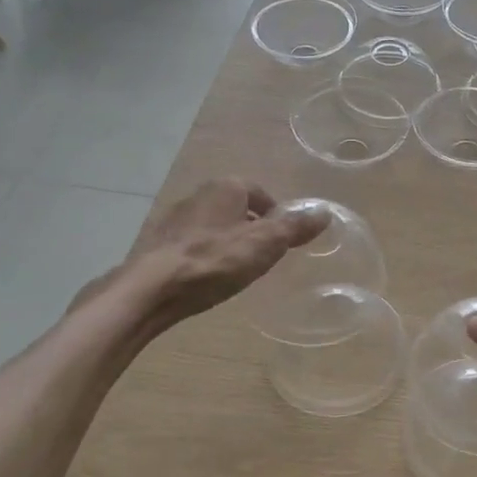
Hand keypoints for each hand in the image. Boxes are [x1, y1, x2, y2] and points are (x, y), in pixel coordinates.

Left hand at [108, 179, 328, 329]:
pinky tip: (207, 277)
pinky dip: (204, 255)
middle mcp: (198, 194)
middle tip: (263, 254)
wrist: (151, 289)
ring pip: (212, 225)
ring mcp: (175, 218)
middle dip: (250, 227)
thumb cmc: (214, 261)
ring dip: (226, 241)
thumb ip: (294, 228)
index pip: (259, 192)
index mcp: (226, 187)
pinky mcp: (158, 243)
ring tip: (237, 268)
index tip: (282, 239)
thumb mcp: (265, 245)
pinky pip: (191, 244)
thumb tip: (325, 212)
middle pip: (235, 207)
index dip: (275, 214)